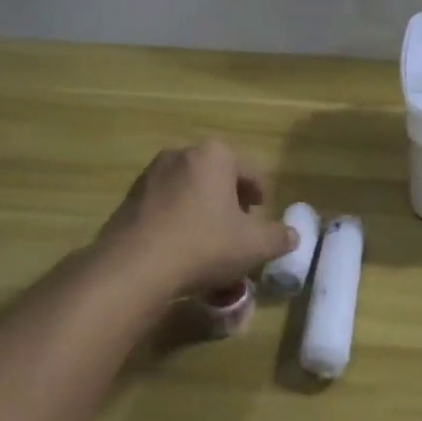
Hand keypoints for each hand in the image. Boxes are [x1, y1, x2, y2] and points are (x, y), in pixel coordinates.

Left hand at [95, 140, 297, 299]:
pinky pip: (164, 205)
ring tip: (209, 241)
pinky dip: (176, 220)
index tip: (261, 215)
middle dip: (229, 200)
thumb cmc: (204, 244)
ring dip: (202, 209)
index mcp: (215, 155)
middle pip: (217, 176)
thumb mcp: (253, 246)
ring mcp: (151, 174)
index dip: (260, 194)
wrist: (134, 266)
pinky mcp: (129, 198)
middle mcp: (181, 154)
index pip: (249, 170)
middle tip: (238, 229)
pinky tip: (180, 248)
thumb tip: (292, 235)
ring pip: (189, 190)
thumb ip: (278, 237)